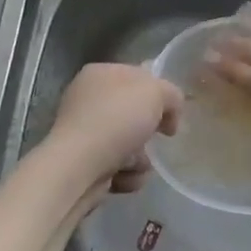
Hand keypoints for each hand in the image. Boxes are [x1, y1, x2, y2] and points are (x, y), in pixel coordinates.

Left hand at [45, 62, 182, 193]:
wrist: (79, 166)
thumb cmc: (117, 120)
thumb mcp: (156, 93)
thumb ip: (172, 95)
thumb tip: (169, 114)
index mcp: (100, 73)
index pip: (139, 77)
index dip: (160, 95)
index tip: (172, 115)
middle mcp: (88, 100)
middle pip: (135, 115)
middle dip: (149, 132)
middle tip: (155, 139)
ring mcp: (84, 132)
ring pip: (130, 144)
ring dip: (140, 159)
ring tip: (133, 164)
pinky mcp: (84, 163)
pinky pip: (118, 167)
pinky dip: (126, 174)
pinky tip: (120, 177)